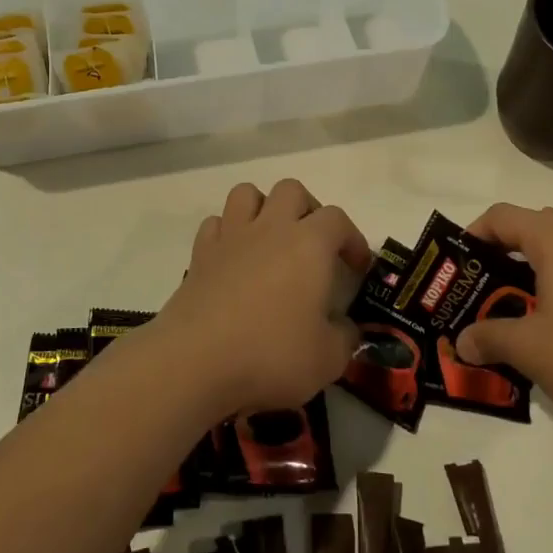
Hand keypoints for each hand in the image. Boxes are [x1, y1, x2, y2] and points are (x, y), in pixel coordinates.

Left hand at [150, 179, 372, 416]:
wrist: (195, 361)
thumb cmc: (271, 355)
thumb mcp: (328, 358)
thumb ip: (345, 337)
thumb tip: (345, 327)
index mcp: (309, 244)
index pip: (338, 219)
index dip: (353, 239)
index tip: (357, 269)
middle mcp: (271, 228)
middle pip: (291, 190)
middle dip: (308, 210)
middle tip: (314, 246)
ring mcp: (231, 237)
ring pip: (247, 193)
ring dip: (263, 208)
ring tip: (271, 240)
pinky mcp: (200, 254)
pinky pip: (216, 223)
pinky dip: (228, 232)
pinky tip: (234, 259)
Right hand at [456, 203, 552, 443]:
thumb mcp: (528, 349)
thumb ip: (489, 337)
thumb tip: (462, 342)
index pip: (503, 217)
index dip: (473, 235)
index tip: (456, 268)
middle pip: (533, 229)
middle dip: (501, 255)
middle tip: (481, 290)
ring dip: (531, 276)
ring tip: (512, 313)